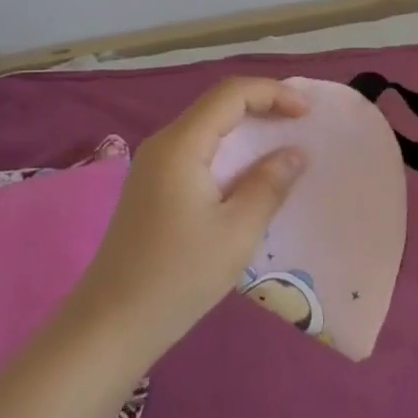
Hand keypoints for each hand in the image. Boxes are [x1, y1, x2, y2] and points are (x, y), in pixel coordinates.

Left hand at [72, 78, 308, 361]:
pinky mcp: (153, 187)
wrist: (111, 325)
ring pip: (207, 127)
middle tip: (301, 123)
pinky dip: (229, 150)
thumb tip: (294, 153)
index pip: (231, 94)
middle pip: (217, 104)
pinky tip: (249, 174)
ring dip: (246, 128)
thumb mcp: (236, 232)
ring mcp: (154, 165)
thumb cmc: (178, 277)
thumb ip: (269, 185)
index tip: (307, 113)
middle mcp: (164, 144)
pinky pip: (198, 150)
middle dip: (262, 105)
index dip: (273, 93)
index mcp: (181, 144)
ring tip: (283, 144)